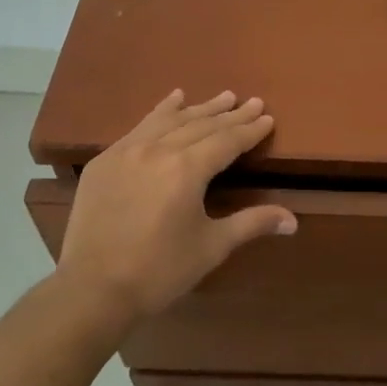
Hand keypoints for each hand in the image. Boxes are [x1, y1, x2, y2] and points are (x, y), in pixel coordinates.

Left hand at [57, 90, 296, 321]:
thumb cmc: (160, 270)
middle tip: (252, 102)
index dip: (249, 130)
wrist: (93, 289)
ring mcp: (127, 151)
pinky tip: (173, 99)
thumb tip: (293, 220)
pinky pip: (139, 127)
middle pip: (202, 125)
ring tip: (223, 96)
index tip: (267, 117)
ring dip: (200, 108)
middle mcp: (158, 150)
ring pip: (171, 120)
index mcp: (187, 170)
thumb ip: (252, 223)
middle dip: (230, 114)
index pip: (226, 141)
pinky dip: (161, 112)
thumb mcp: (212, 246)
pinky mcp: (105, 161)